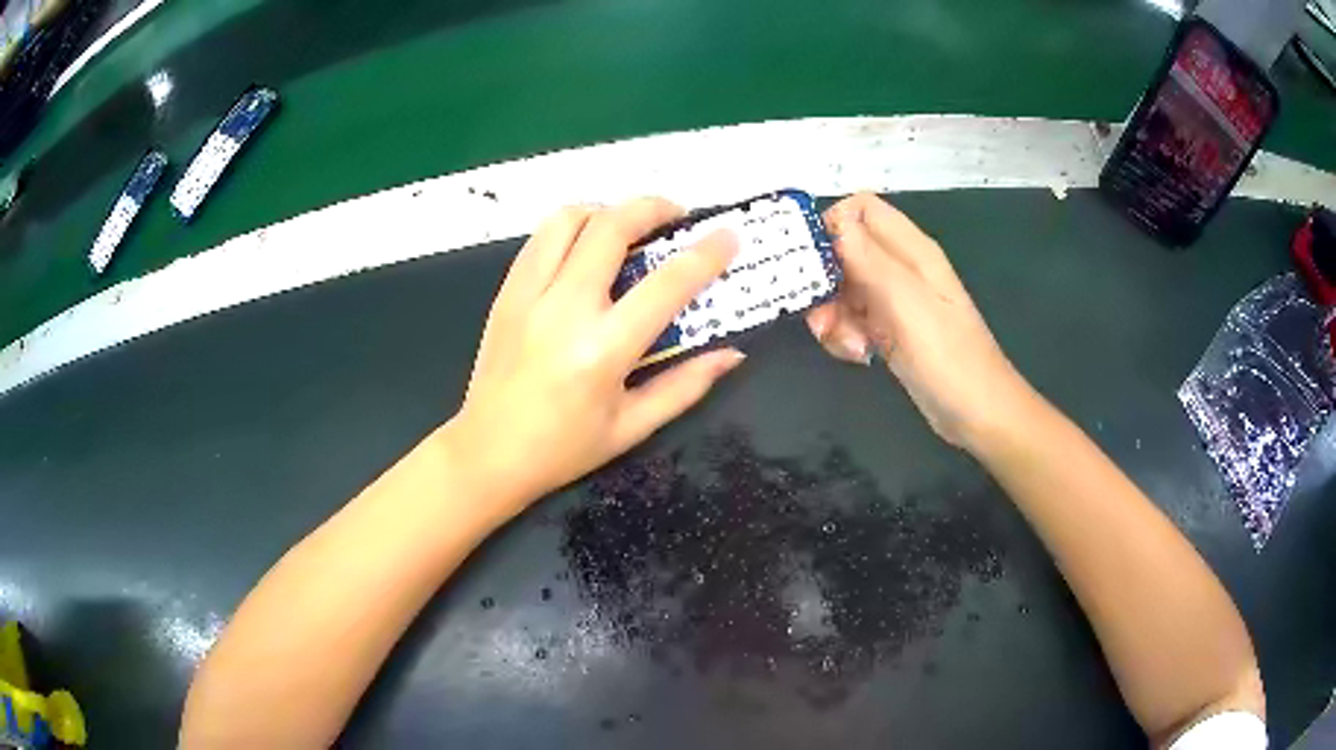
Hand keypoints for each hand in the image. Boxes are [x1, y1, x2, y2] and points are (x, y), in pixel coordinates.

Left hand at [444, 198, 743, 522]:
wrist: (488, 453)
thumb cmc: (563, 449)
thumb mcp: (633, 427)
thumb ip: (686, 386)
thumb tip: (732, 354)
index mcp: (603, 351)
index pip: (665, 285)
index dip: (705, 255)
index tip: (728, 237)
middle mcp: (564, 310)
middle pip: (611, 226)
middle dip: (653, 208)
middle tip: (676, 216)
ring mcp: (528, 295)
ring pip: (568, 219)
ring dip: (606, 211)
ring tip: (627, 227)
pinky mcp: (506, 293)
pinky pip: (540, 239)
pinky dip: (571, 228)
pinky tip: (585, 247)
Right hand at [805, 193, 1032, 449]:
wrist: (977, 414)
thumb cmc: (949, 357)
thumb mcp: (907, 304)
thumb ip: (870, 259)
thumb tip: (835, 219)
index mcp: (911, 250)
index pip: (860, 209)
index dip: (831, 226)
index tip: (812, 264)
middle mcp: (900, 268)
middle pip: (844, 251)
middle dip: (825, 281)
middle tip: (822, 318)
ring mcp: (895, 301)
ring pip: (843, 288)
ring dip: (833, 316)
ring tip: (849, 346)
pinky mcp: (889, 330)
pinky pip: (852, 319)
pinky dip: (845, 335)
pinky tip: (859, 356)